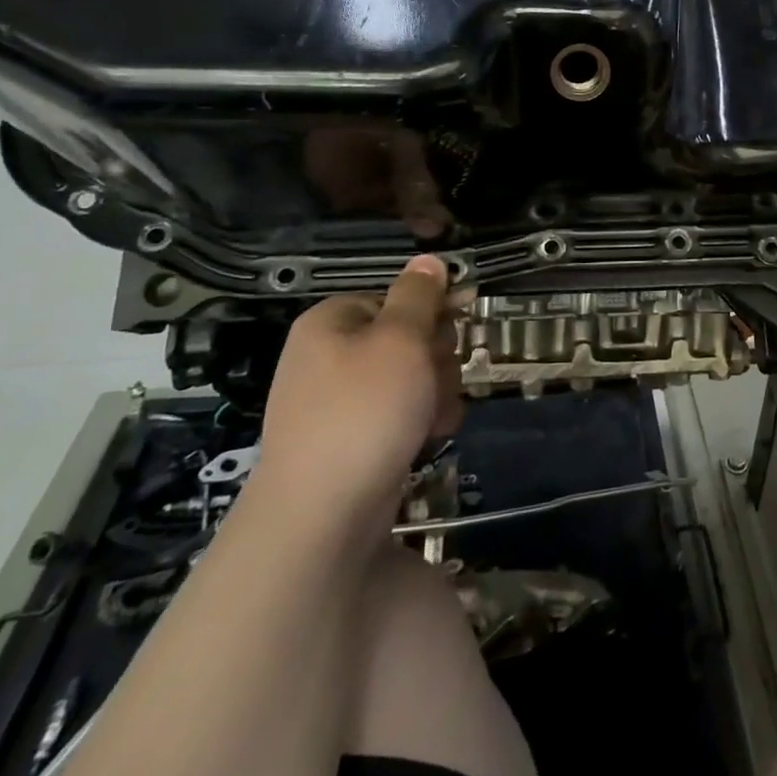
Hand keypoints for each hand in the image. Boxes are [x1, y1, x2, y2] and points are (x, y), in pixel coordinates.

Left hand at [250, 256, 461, 532]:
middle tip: (435, 379)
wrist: (322, 517)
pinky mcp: (353, 439)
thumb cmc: (365, 412)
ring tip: (432, 417)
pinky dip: (421, 421)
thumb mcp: (401, 339)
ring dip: (436, 391)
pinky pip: (401, 413)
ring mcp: (339, 401)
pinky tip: (429, 438)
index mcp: (332, 322)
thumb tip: (428, 258)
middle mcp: (329, 355)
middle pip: (408, 336)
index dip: (430, 312)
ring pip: (412, 377)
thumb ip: (419, 296)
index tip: (453, 329)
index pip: (397, 297)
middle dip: (436, 357)